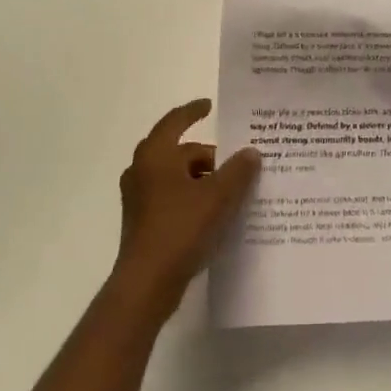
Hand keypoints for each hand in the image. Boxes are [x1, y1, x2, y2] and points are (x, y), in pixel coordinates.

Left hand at [114, 99, 259, 320]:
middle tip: (234, 160)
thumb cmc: (180, 228)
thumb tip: (251, 152)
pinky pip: (171, 197)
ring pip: (175, 176)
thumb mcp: (218, 196)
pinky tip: (213, 212)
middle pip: (179, 151)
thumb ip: (238, 171)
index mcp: (155, 154)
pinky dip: (191, 197)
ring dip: (200, 178)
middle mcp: (142, 170)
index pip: (175, 120)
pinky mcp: (142, 222)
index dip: (193, 111)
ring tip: (229, 189)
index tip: (210, 105)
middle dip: (206, 155)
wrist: (146, 284)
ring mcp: (139, 198)